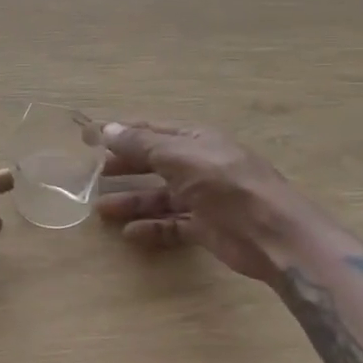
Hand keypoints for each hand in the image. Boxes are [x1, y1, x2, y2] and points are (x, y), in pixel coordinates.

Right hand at [94, 122, 313, 283]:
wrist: (273, 233)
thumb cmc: (225, 184)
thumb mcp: (179, 157)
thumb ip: (142, 145)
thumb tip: (106, 128)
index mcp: (195, 139)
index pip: (151, 131)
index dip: (121, 133)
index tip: (89, 138)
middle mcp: (198, 164)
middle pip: (153, 162)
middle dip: (124, 168)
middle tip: (92, 175)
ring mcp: (203, 197)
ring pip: (160, 196)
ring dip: (132, 201)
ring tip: (101, 210)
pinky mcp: (207, 227)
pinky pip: (172, 224)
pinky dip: (152, 228)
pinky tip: (130, 234)